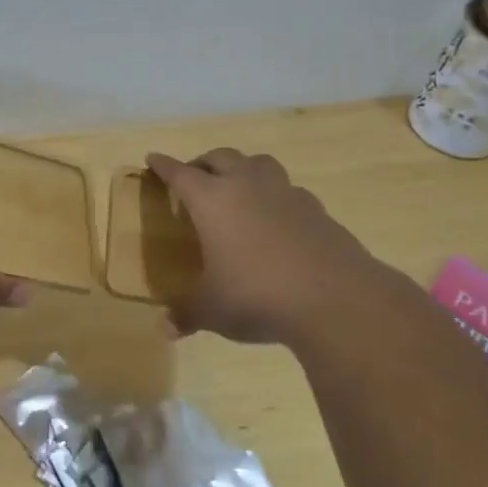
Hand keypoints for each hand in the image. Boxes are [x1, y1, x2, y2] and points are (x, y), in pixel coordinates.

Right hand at [145, 147, 391, 346]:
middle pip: (221, 157)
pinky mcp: (317, 210)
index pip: (180, 174)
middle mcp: (247, 186)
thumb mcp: (212, 310)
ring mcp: (286, 194)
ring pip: (260, 163)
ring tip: (238, 187)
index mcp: (212, 201)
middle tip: (194, 175)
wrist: (334, 298)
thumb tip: (165, 329)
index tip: (153, 158)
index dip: (164, 166)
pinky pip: (289, 191)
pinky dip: (276, 197)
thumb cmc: (256, 295)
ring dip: (244, 168)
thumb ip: (187, 314)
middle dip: (203, 162)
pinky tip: (277, 219)